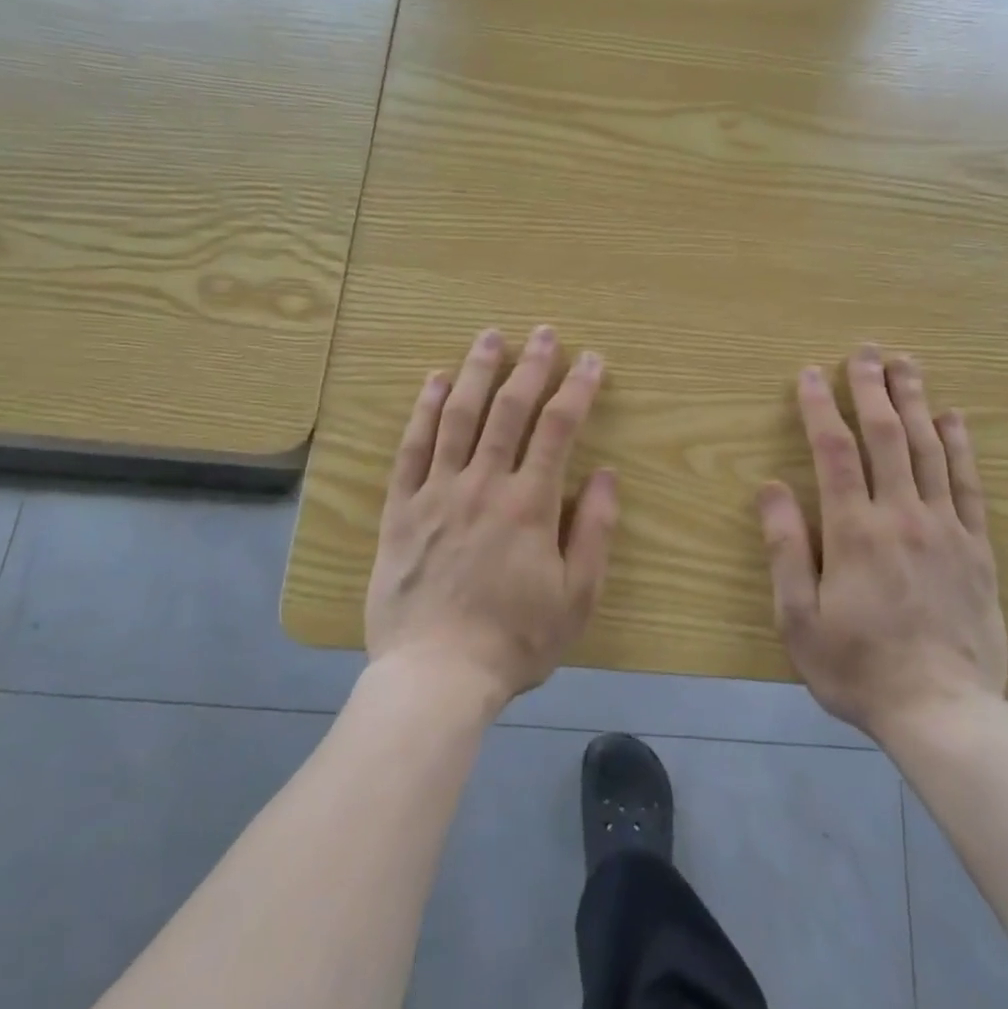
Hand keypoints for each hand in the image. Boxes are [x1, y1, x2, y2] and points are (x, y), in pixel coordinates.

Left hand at [365, 325, 619, 711]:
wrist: (435, 676)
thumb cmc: (515, 640)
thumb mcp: (577, 597)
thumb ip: (595, 531)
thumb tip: (607, 474)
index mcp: (529, 504)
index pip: (558, 429)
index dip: (577, 388)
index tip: (591, 359)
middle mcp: (483, 484)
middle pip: (508, 410)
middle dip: (530, 366)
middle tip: (543, 332)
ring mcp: (437, 492)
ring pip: (458, 417)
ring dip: (475, 372)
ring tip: (489, 337)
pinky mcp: (401, 509)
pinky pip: (411, 448)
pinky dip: (423, 411)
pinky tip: (433, 382)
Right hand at [757, 347, 1006, 739]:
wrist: (943, 713)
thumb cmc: (857, 667)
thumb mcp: (798, 617)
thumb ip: (785, 547)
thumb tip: (771, 486)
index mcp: (854, 532)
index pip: (835, 452)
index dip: (821, 407)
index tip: (811, 374)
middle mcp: (902, 517)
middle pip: (887, 436)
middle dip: (873, 388)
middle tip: (865, 351)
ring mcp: (946, 529)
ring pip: (929, 449)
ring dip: (916, 402)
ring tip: (907, 364)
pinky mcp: (977, 548)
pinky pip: (968, 485)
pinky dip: (960, 446)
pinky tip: (954, 418)